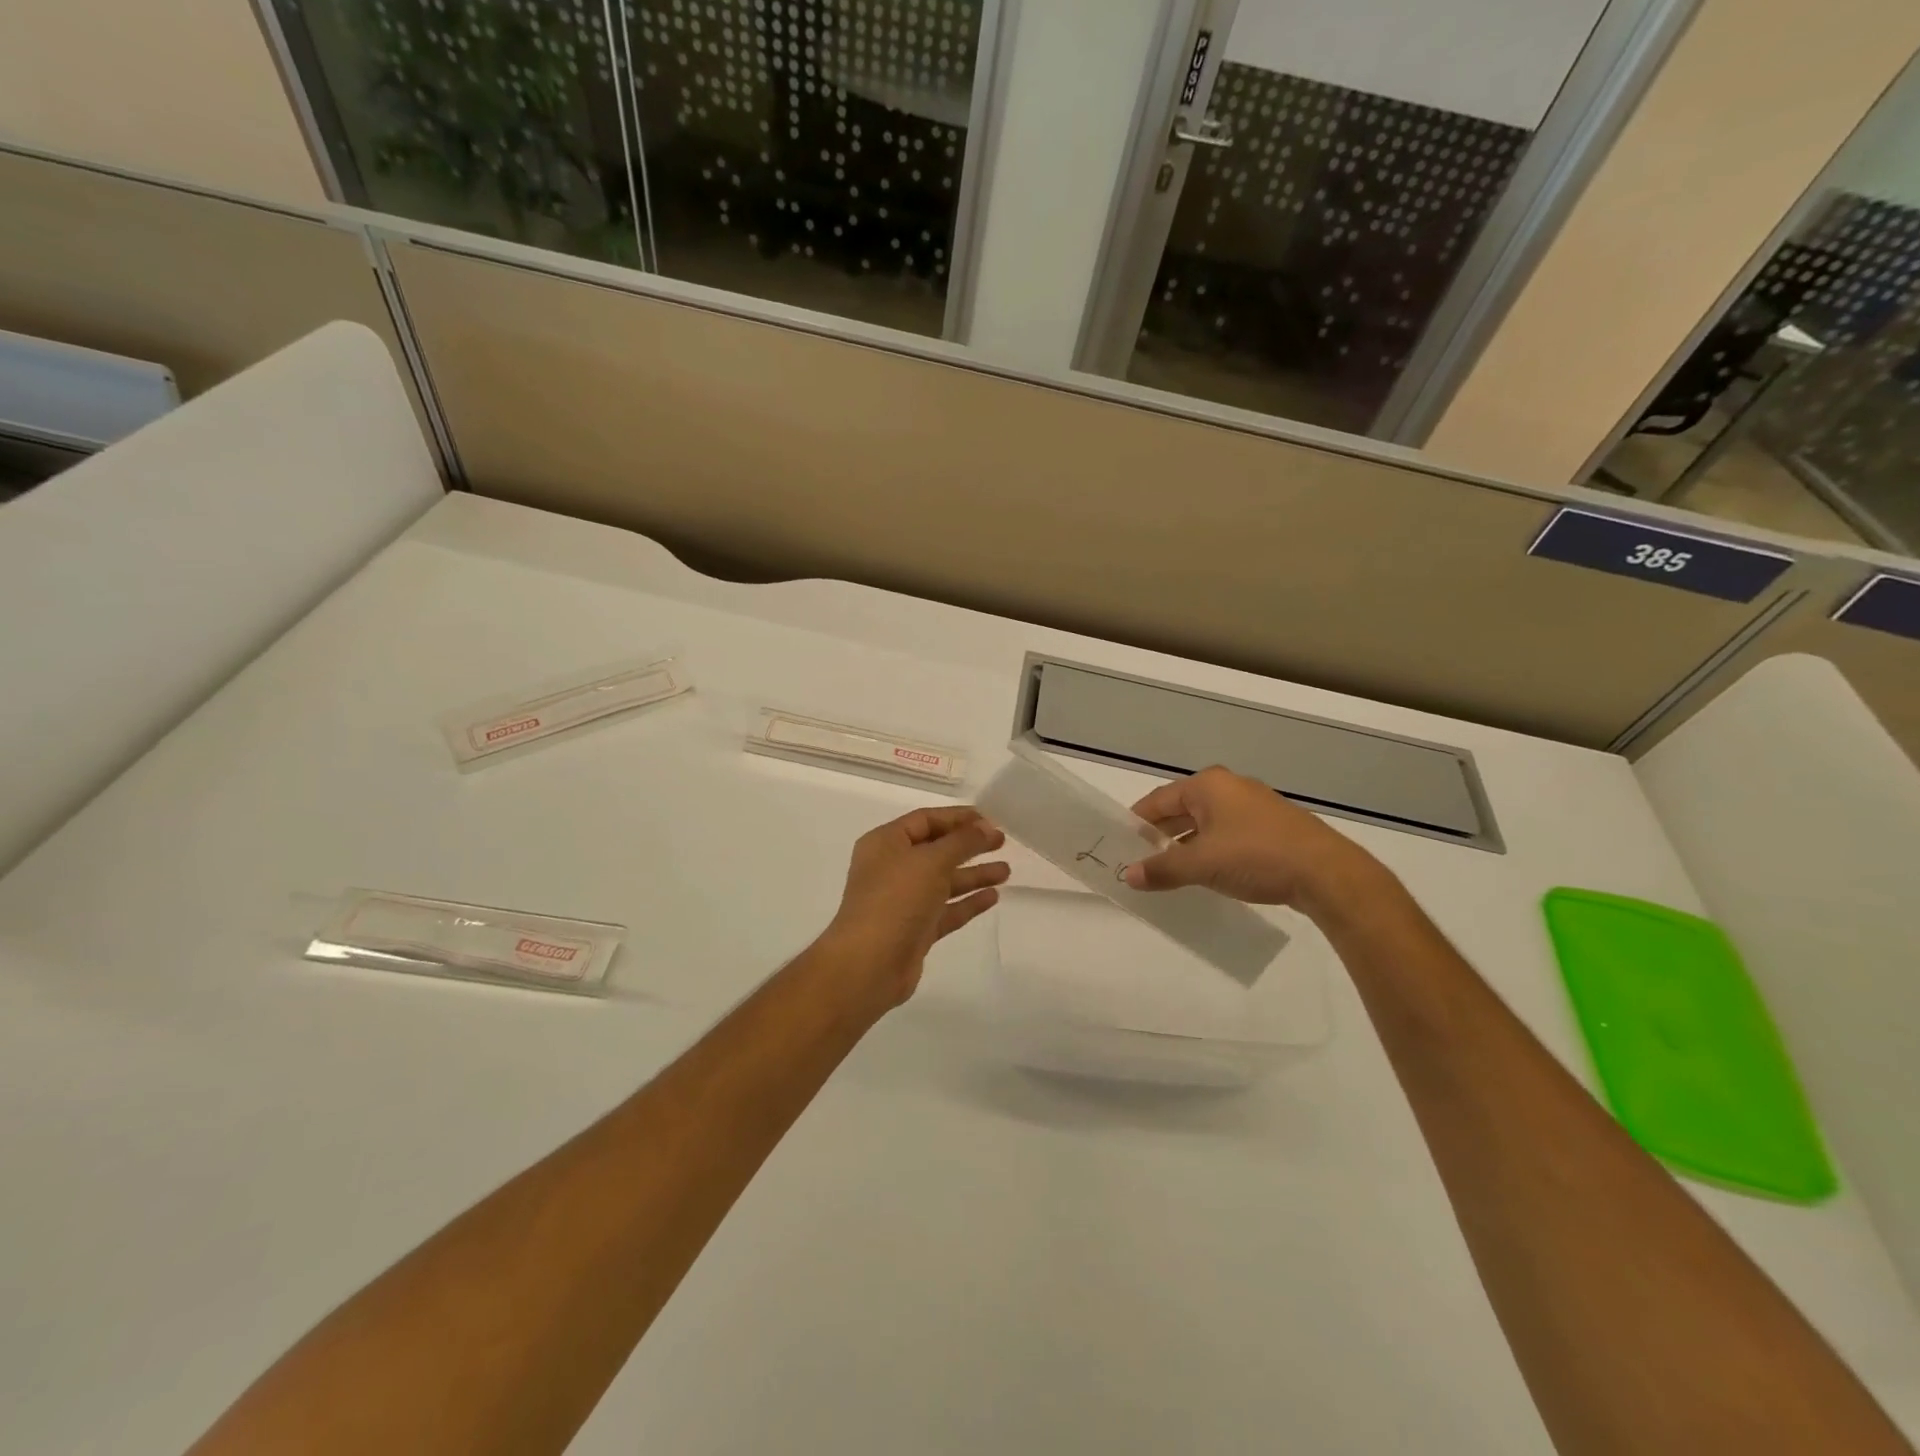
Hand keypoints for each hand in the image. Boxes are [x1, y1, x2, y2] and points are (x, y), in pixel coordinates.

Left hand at [819, 806, 1008, 1007]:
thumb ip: (962, 841)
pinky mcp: (916, 929)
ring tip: (1006, 871)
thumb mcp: (931, 861)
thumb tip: (986, 826)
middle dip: (969, 845)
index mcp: (886, 843)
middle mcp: (892, 868)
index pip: (925, 820)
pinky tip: (993, 897)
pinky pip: (946, 909)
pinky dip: (968, 902)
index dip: (958, 817)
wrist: (869, 964)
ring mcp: (904, 901)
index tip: (991, 819)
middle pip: (936, 849)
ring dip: (974, 874)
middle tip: (1002, 842)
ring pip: (944, 881)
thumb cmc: (895, 900)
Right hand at [1120, 766, 1380, 916]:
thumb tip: (1128, 876)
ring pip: (1205, 823)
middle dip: (1160, 834)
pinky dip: (1210, 849)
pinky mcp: (1272, 826)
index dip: (1136, 822)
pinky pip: (1227, 833)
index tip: (1119, 844)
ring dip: (1185, 844)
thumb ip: (1161, 869)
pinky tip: (1207, 872)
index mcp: (1208, 785)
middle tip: (1139, 859)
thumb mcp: (1200, 864)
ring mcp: (1254, 805)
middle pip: (1181, 809)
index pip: (1158, 800)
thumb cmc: (1255, 857)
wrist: (1327, 873)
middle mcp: (1229, 787)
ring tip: (1168, 870)